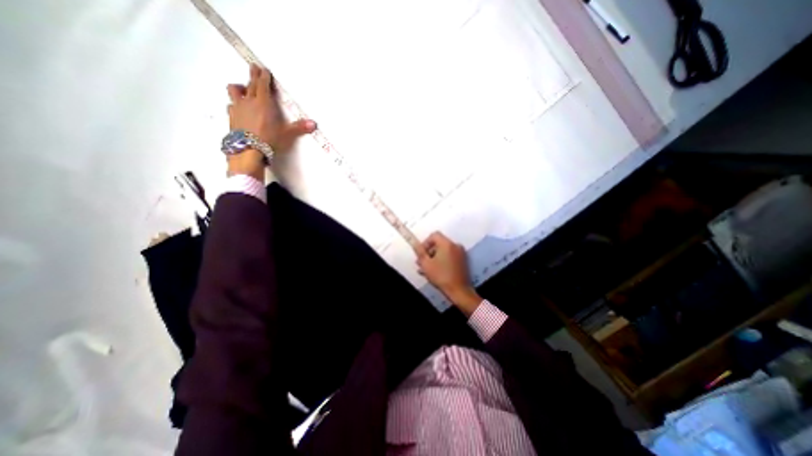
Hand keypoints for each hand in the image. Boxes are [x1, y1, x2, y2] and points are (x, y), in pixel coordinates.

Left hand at [228, 65, 319, 182]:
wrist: (249, 150)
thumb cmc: (269, 139)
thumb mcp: (287, 134)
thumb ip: (299, 128)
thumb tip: (314, 124)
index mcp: (263, 103)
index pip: (262, 85)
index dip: (263, 76)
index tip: (263, 69)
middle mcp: (249, 102)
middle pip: (249, 84)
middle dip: (253, 75)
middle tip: (254, 68)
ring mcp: (238, 108)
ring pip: (235, 91)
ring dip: (239, 88)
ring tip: (242, 88)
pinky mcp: (231, 117)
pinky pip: (231, 106)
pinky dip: (235, 104)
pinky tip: (237, 108)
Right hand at [418, 233, 480, 313]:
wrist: (459, 290)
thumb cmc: (441, 276)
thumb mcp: (426, 264)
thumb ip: (419, 252)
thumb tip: (415, 244)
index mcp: (447, 244)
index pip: (434, 235)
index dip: (425, 243)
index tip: (421, 254)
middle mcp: (455, 245)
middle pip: (439, 243)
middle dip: (428, 252)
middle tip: (421, 263)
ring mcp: (461, 253)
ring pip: (444, 251)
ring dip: (434, 258)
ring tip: (427, 269)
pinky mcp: (463, 261)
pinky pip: (450, 256)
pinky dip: (442, 260)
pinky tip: (436, 271)